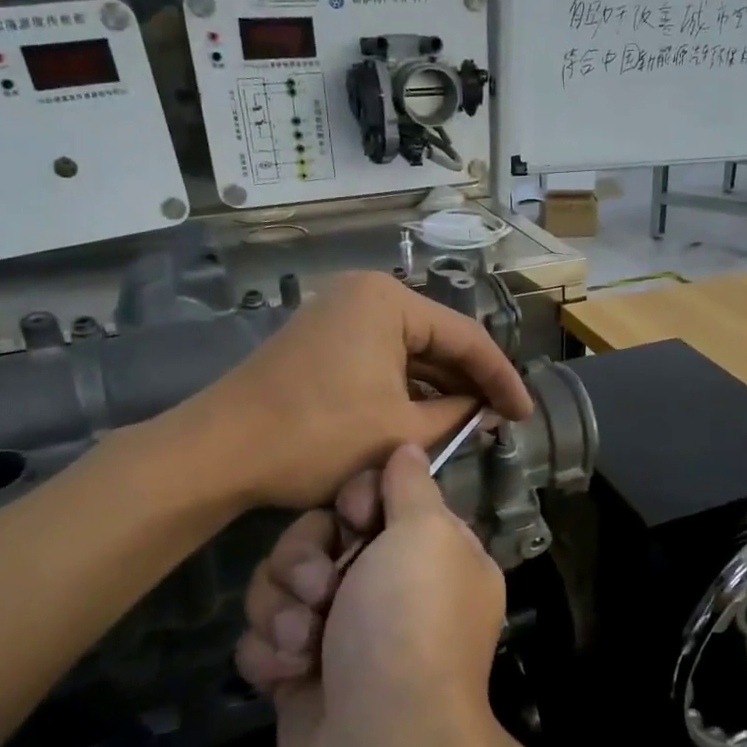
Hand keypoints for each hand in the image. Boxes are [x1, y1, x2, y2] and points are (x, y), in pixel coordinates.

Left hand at [159, 270, 531, 510]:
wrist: (220, 451)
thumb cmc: (317, 435)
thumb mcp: (400, 430)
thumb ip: (456, 417)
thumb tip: (486, 412)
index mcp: (388, 301)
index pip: (466, 337)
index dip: (501, 379)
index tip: (525, 414)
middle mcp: (365, 295)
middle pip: (437, 339)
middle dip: (470, 382)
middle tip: (502, 420)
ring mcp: (339, 314)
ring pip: (409, 351)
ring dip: (439, 387)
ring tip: (472, 423)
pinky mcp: (322, 340)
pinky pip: (381, 358)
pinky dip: (406, 387)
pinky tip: (428, 415)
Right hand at [236, 444, 506, 746]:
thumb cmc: (410, 630)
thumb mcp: (426, 537)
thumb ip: (412, 488)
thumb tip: (408, 449)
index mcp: (426, 549)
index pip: (371, 495)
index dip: (352, 501)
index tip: (355, 519)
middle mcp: (385, 586)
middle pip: (314, 537)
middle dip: (305, 559)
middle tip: (322, 591)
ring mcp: (339, 632)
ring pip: (279, 585)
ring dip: (283, 610)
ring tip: (306, 645)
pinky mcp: (298, 676)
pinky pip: (260, 638)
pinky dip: (269, 653)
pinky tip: (289, 677)